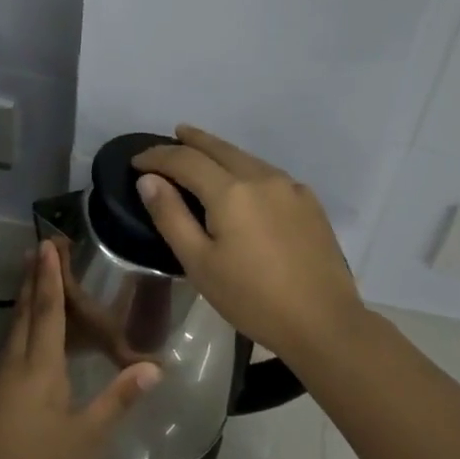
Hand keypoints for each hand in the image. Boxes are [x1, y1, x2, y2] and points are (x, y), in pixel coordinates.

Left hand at [0, 241, 160, 458]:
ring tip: (34, 279)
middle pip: (25, 314)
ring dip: (26, 302)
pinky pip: (9, 350)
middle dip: (34, 280)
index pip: (48, 313)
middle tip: (38, 248)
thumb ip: (118, 399)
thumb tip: (154, 367)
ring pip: (13, 331)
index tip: (47, 246)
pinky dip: (21, 329)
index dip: (50, 278)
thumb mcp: (86, 438)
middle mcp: (14, 366)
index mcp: (39, 370)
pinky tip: (28, 336)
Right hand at [133, 125, 366, 361]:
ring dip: (220, 153)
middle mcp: (261, 177)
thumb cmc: (252, 298)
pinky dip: (246, 169)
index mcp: (231, 191)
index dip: (157, 156)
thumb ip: (171, 216)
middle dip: (192, 140)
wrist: (323, 322)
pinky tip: (243, 184)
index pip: (185, 159)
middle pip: (219, 148)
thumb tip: (149, 180)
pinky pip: (268, 174)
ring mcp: (290, 187)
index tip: (136, 161)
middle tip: (173, 136)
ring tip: (202, 155)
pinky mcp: (309, 203)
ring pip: (246, 158)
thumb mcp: (200, 263)